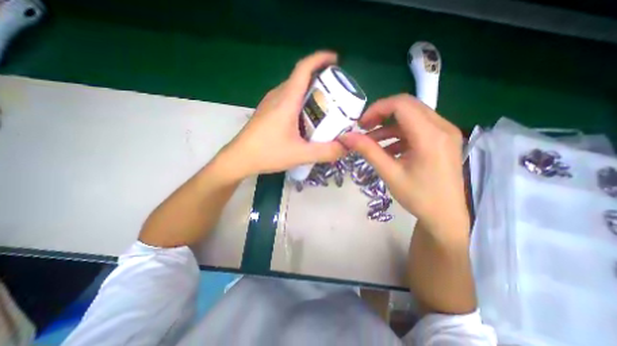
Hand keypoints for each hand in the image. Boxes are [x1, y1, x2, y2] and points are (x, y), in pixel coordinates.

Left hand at [219, 53, 346, 178]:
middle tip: (336, 94)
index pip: (303, 68)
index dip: (320, 59)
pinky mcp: (267, 112)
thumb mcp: (300, 155)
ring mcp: (270, 103)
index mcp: (286, 100)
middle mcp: (277, 96)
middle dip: (320, 80)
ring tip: (324, 106)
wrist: (239, 159)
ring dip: (310, 92)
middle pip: (301, 78)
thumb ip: (325, 152)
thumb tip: (345, 148)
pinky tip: (306, 119)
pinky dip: (300, 102)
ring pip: (294, 89)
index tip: (335, 61)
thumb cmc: (267, 153)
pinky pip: (287, 99)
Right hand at [337, 94, 467, 234]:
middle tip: (364, 129)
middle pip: (407, 106)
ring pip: (412, 116)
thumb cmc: (418, 197)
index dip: (377, 109)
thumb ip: (368, 151)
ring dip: (389, 126)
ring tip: (371, 141)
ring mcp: (446, 132)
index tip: (361, 124)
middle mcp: (442, 127)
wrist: (446, 216)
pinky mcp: (444, 139)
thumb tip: (346, 137)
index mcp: (430, 136)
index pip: (401, 105)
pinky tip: (388, 149)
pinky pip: (418, 127)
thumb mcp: (389, 173)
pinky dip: (399, 134)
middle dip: (382, 115)